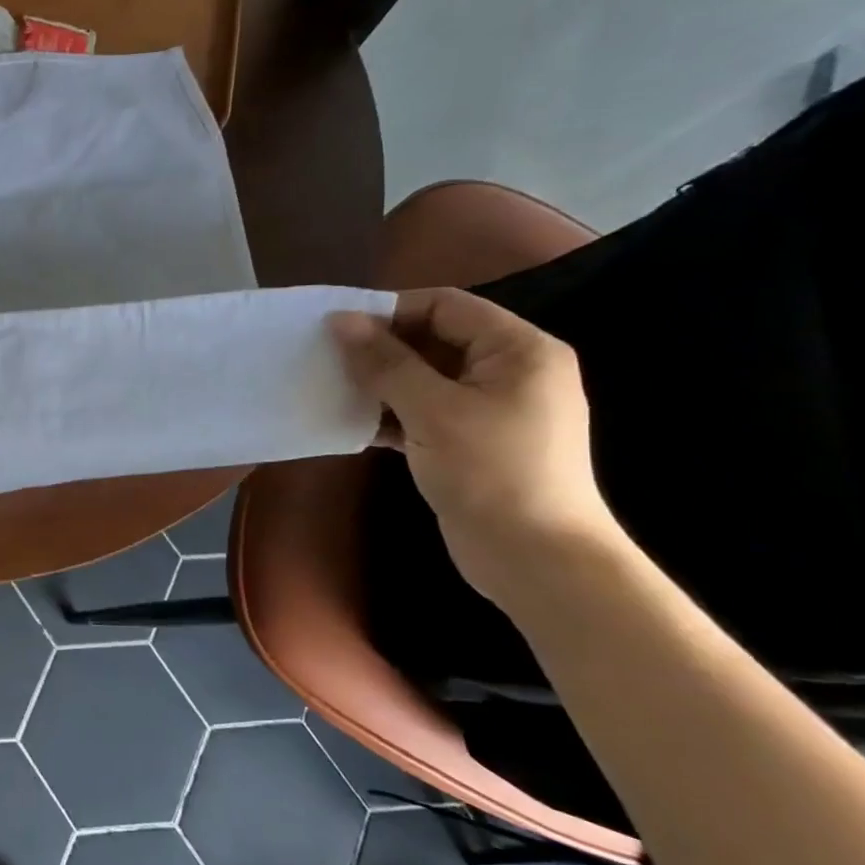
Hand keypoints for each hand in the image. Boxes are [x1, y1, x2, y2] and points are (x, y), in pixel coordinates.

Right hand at [329, 288, 616, 600]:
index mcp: (519, 350)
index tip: (337, 330)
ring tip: (333, 390)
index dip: (390, 311)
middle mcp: (510, 371)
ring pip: (424, 378)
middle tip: (328, 360)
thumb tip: (339, 319)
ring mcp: (492, 409)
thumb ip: (385, 362)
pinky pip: (424, 411)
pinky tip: (353, 425)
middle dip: (380, 349)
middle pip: (434, 339)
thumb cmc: (492, 472)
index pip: (446, 306)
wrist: (536, 559)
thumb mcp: (433, 410)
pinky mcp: (472, 441)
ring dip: (380, 383)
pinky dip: (390, 414)